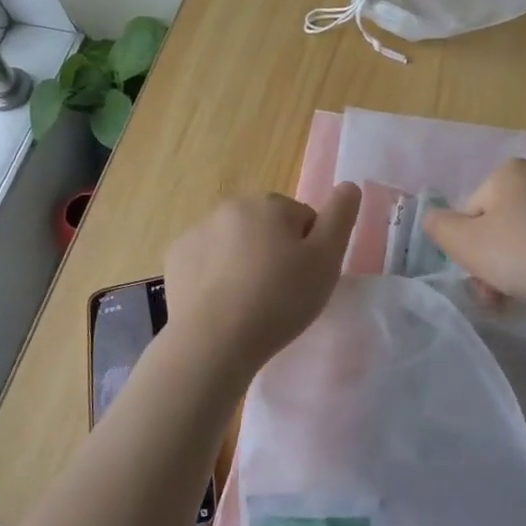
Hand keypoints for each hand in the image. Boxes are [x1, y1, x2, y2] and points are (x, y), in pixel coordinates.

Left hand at [163, 183, 361, 373]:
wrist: (214, 340)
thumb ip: (341, 217)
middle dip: (276, 252)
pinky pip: (208, 262)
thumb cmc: (279, 299)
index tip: (305, 281)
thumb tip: (349, 184)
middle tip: (281, 294)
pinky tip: (223, 305)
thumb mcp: (326, 260)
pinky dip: (216, 276)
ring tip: (251, 304)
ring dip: (246, 263)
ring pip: (236, 244)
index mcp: (269, 203)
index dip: (311, 251)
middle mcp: (230, 207)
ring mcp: (197, 231)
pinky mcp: (176, 259)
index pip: (303, 219)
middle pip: (268, 228)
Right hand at [424, 159, 525, 306]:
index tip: (482, 280)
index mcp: (509, 171)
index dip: (470, 249)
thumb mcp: (466, 244)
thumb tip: (433, 218)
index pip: (472, 213)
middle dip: (498, 259)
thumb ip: (439, 227)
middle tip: (502, 296)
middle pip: (504, 222)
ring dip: (525, 262)